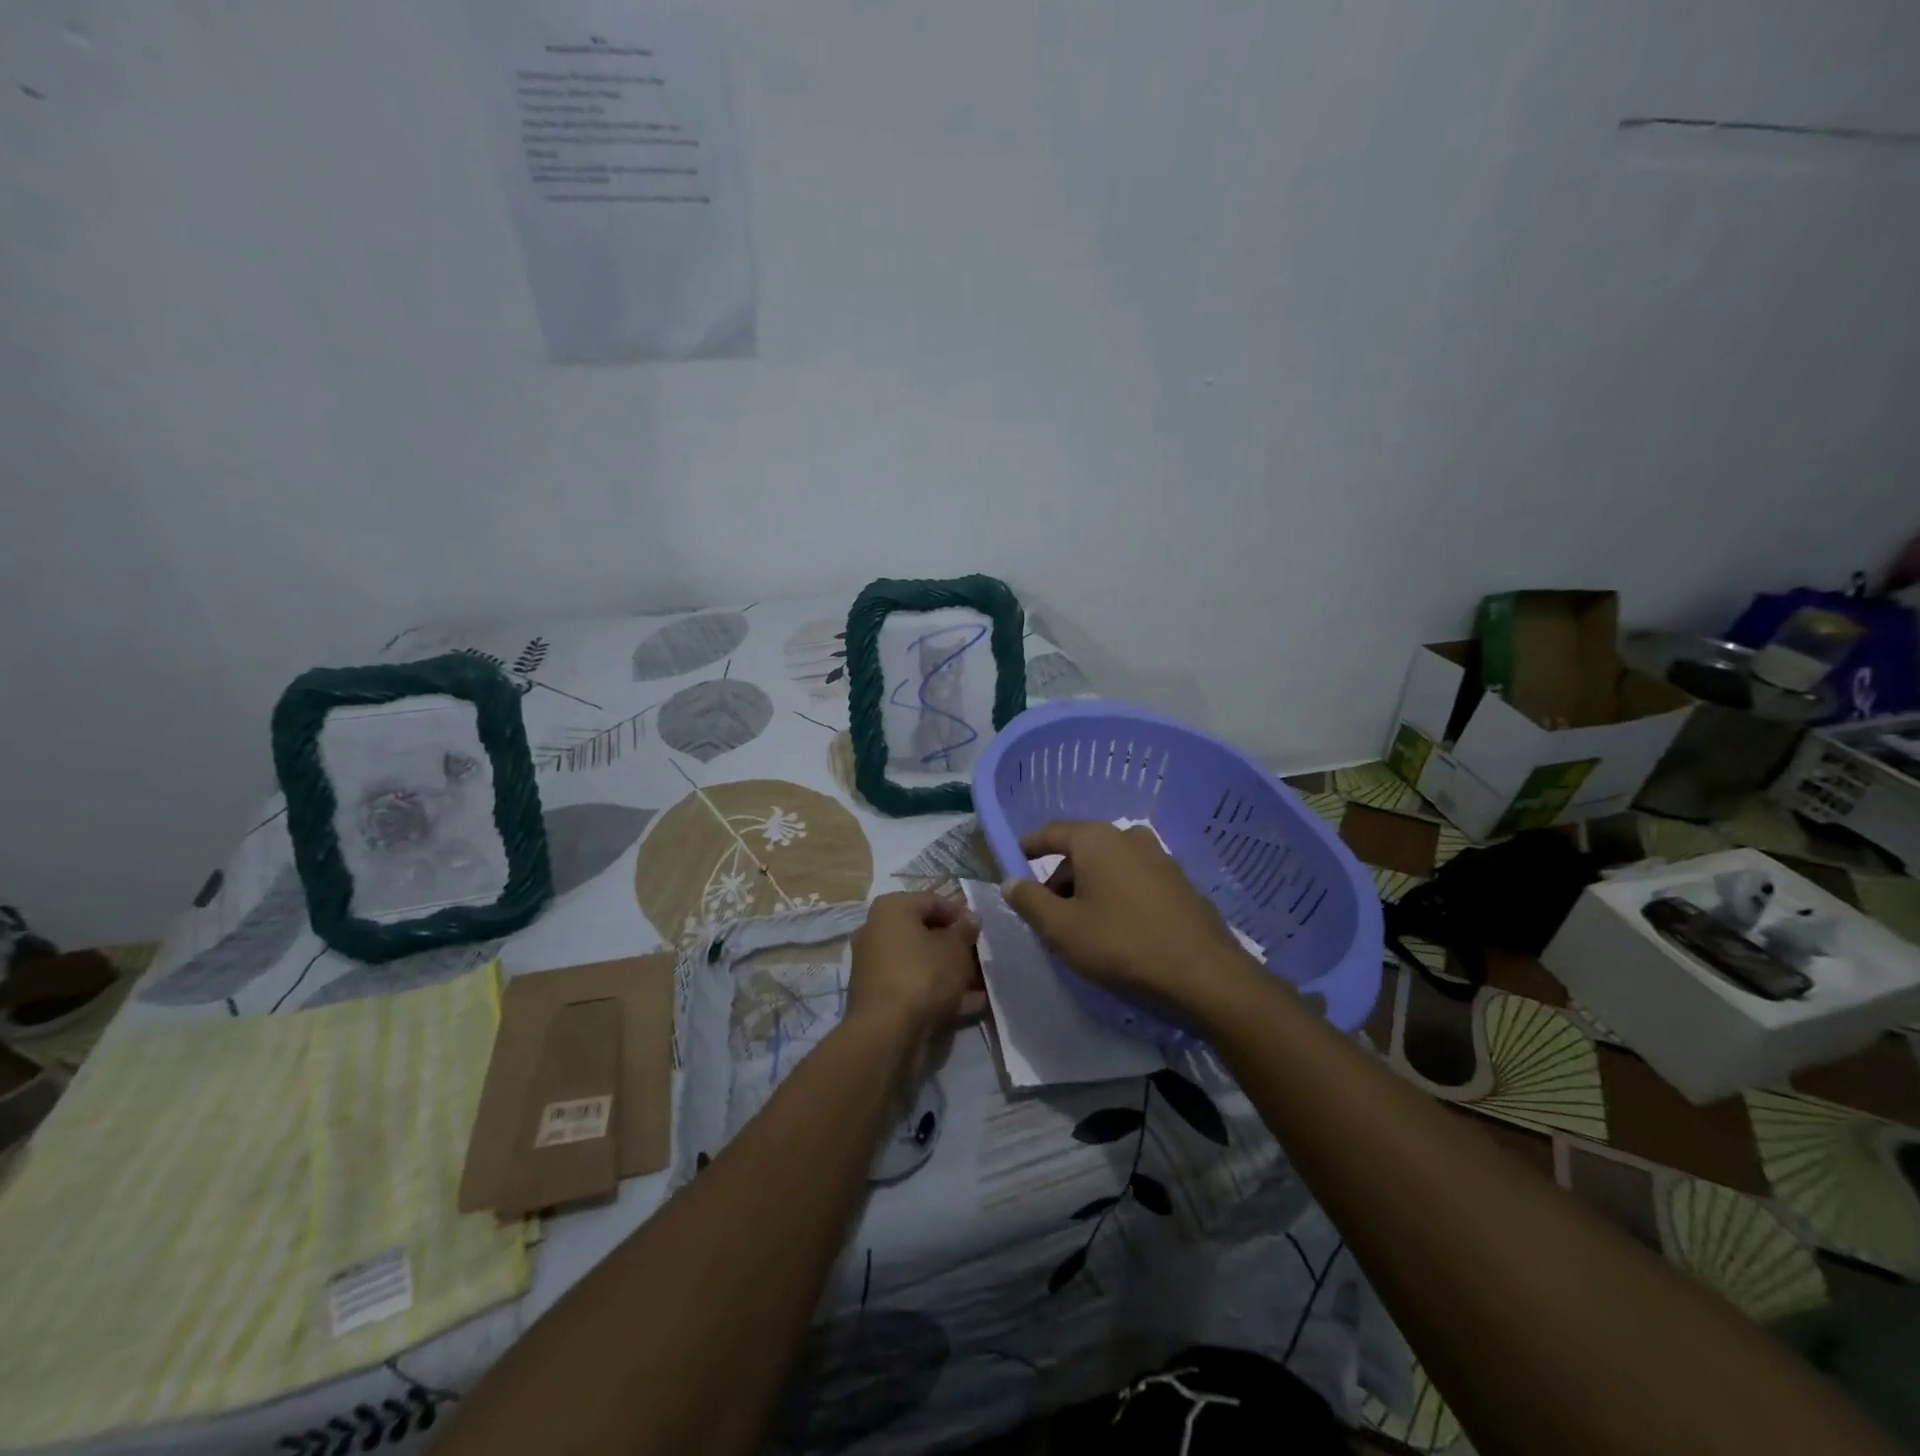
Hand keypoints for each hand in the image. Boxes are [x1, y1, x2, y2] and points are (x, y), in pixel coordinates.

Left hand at [848, 891, 984, 1040]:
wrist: (886, 1033)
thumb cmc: (923, 976)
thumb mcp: (955, 949)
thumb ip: (965, 930)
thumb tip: (970, 919)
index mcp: (891, 909)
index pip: (933, 901)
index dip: (961, 914)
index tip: (981, 931)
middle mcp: (876, 931)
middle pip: (924, 932)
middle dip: (955, 945)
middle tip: (980, 958)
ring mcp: (875, 965)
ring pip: (920, 961)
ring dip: (949, 970)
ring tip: (979, 984)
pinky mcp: (878, 995)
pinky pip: (913, 984)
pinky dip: (937, 991)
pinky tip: (968, 1004)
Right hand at [1002, 821, 1256, 1014]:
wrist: (1205, 977)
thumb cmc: (1122, 945)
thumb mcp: (1062, 929)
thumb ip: (1029, 900)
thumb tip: (1011, 881)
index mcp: (1097, 839)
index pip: (1051, 832)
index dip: (1028, 847)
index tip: (1012, 863)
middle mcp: (1129, 837)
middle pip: (1081, 851)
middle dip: (1059, 879)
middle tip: (1048, 915)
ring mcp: (1160, 858)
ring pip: (1109, 867)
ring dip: (1089, 890)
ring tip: (1083, 929)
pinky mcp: (1181, 883)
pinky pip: (1135, 881)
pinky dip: (1117, 896)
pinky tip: (1119, 931)